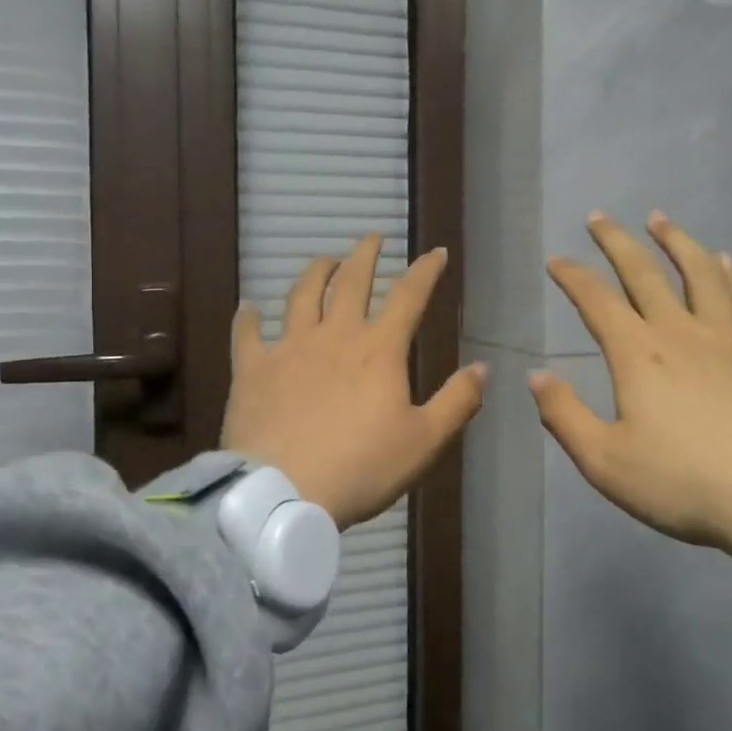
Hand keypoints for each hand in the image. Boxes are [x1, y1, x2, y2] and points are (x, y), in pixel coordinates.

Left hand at [222, 233, 486, 529]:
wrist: (283, 493)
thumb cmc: (361, 467)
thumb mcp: (424, 440)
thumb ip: (457, 401)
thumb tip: (483, 366)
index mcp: (379, 350)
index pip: (408, 296)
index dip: (426, 270)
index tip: (436, 252)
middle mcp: (334, 336)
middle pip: (351, 282)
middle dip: (365, 255)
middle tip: (372, 237)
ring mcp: (289, 348)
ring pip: (302, 295)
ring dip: (316, 272)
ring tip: (325, 259)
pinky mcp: (252, 369)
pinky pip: (248, 334)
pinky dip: (249, 317)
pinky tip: (249, 307)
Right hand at [531, 211, 731, 569]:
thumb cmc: (685, 483)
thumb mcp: (606, 463)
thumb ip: (565, 417)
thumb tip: (536, 376)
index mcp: (638, 355)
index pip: (596, 301)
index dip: (573, 276)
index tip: (556, 259)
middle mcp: (680, 331)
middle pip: (644, 273)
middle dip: (617, 242)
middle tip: (600, 217)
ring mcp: (728, 337)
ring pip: (698, 272)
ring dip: (676, 241)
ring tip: (660, 220)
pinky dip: (728, 273)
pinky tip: (725, 260)